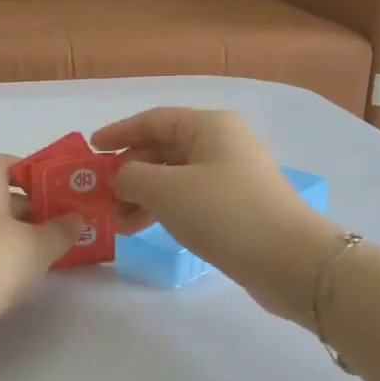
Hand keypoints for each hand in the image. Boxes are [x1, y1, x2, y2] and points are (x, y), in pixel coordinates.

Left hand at [0, 154, 82, 347]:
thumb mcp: (37, 246)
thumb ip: (60, 230)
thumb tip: (75, 219)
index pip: (0, 163)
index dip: (26, 168)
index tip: (52, 185)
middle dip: (32, 206)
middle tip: (61, 222)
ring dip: (20, 233)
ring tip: (50, 249)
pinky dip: (4, 254)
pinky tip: (24, 272)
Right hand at [92, 107, 343, 324]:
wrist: (288, 260)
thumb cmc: (223, 212)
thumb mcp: (166, 190)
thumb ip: (131, 176)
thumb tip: (120, 177)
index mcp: (209, 126)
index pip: (153, 119)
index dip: (119, 132)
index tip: (90, 149)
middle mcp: (222, 143)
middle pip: (163, 148)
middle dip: (129, 171)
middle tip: (100, 194)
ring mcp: (232, 176)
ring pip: (174, 177)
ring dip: (142, 195)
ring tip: (117, 222)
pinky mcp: (236, 207)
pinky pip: (189, 199)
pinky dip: (163, 209)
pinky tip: (143, 228)